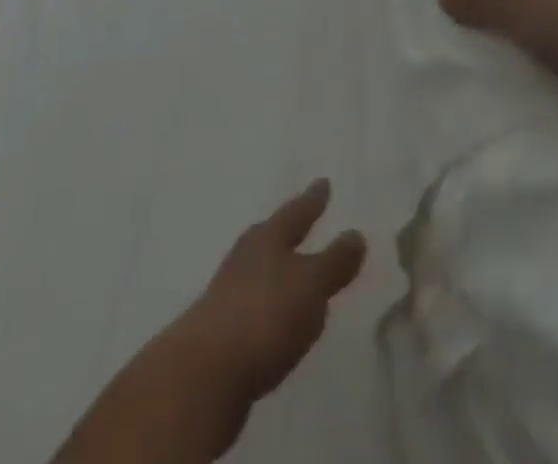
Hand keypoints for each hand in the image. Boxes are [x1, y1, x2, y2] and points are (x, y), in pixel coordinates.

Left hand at [160, 180, 365, 448]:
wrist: (202, 376)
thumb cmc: (264, 315)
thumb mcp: (311, 285)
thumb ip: (334, 262)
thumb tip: (355, 234)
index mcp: (268, 238)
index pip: (297, 211)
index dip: (313, 199)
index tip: (323, 182)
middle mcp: (245, 258)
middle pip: (271, 237)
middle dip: (288, 231)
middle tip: (302, 220)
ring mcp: (227, 294)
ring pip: (258, 271)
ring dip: (276, 271)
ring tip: (294, 273)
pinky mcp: (219, 333)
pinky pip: (252, 307)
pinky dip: (267, 307)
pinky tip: (275, 321)